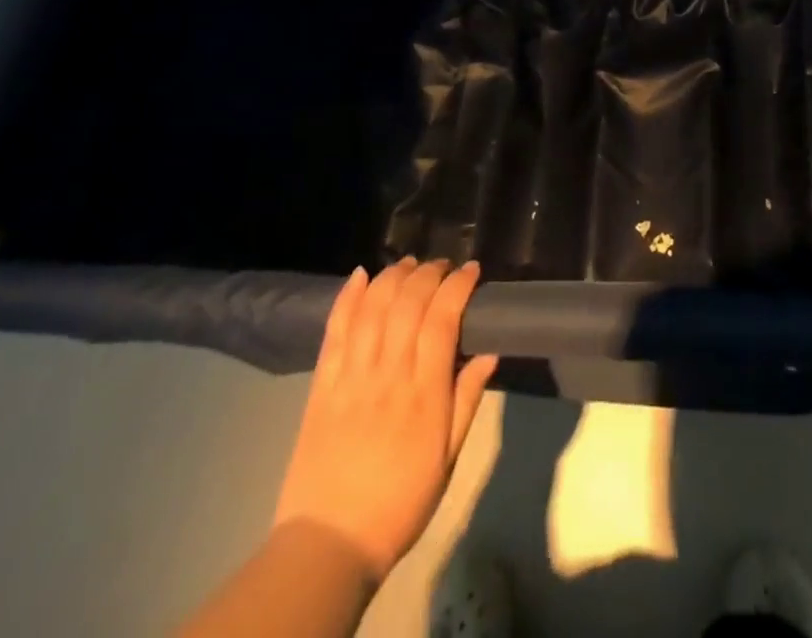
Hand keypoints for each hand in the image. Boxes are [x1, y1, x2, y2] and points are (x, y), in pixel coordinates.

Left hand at [273, 258, 498, 586]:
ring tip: (409, 265)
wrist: (328, 545)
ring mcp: (351, 377)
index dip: (459, 286)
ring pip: (373, 308)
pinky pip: (334, 331)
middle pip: (408, 303)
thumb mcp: (448, 458)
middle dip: (429, 273)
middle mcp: (388, 375)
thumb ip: (467, 400)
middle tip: (443, 266)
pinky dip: (347, 297)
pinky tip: (360, 274)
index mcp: (424, 393)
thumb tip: (490, 352)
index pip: (443, 319)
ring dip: (393, 276)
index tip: (472, 271)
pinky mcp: (321, 386)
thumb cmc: (400, 503)